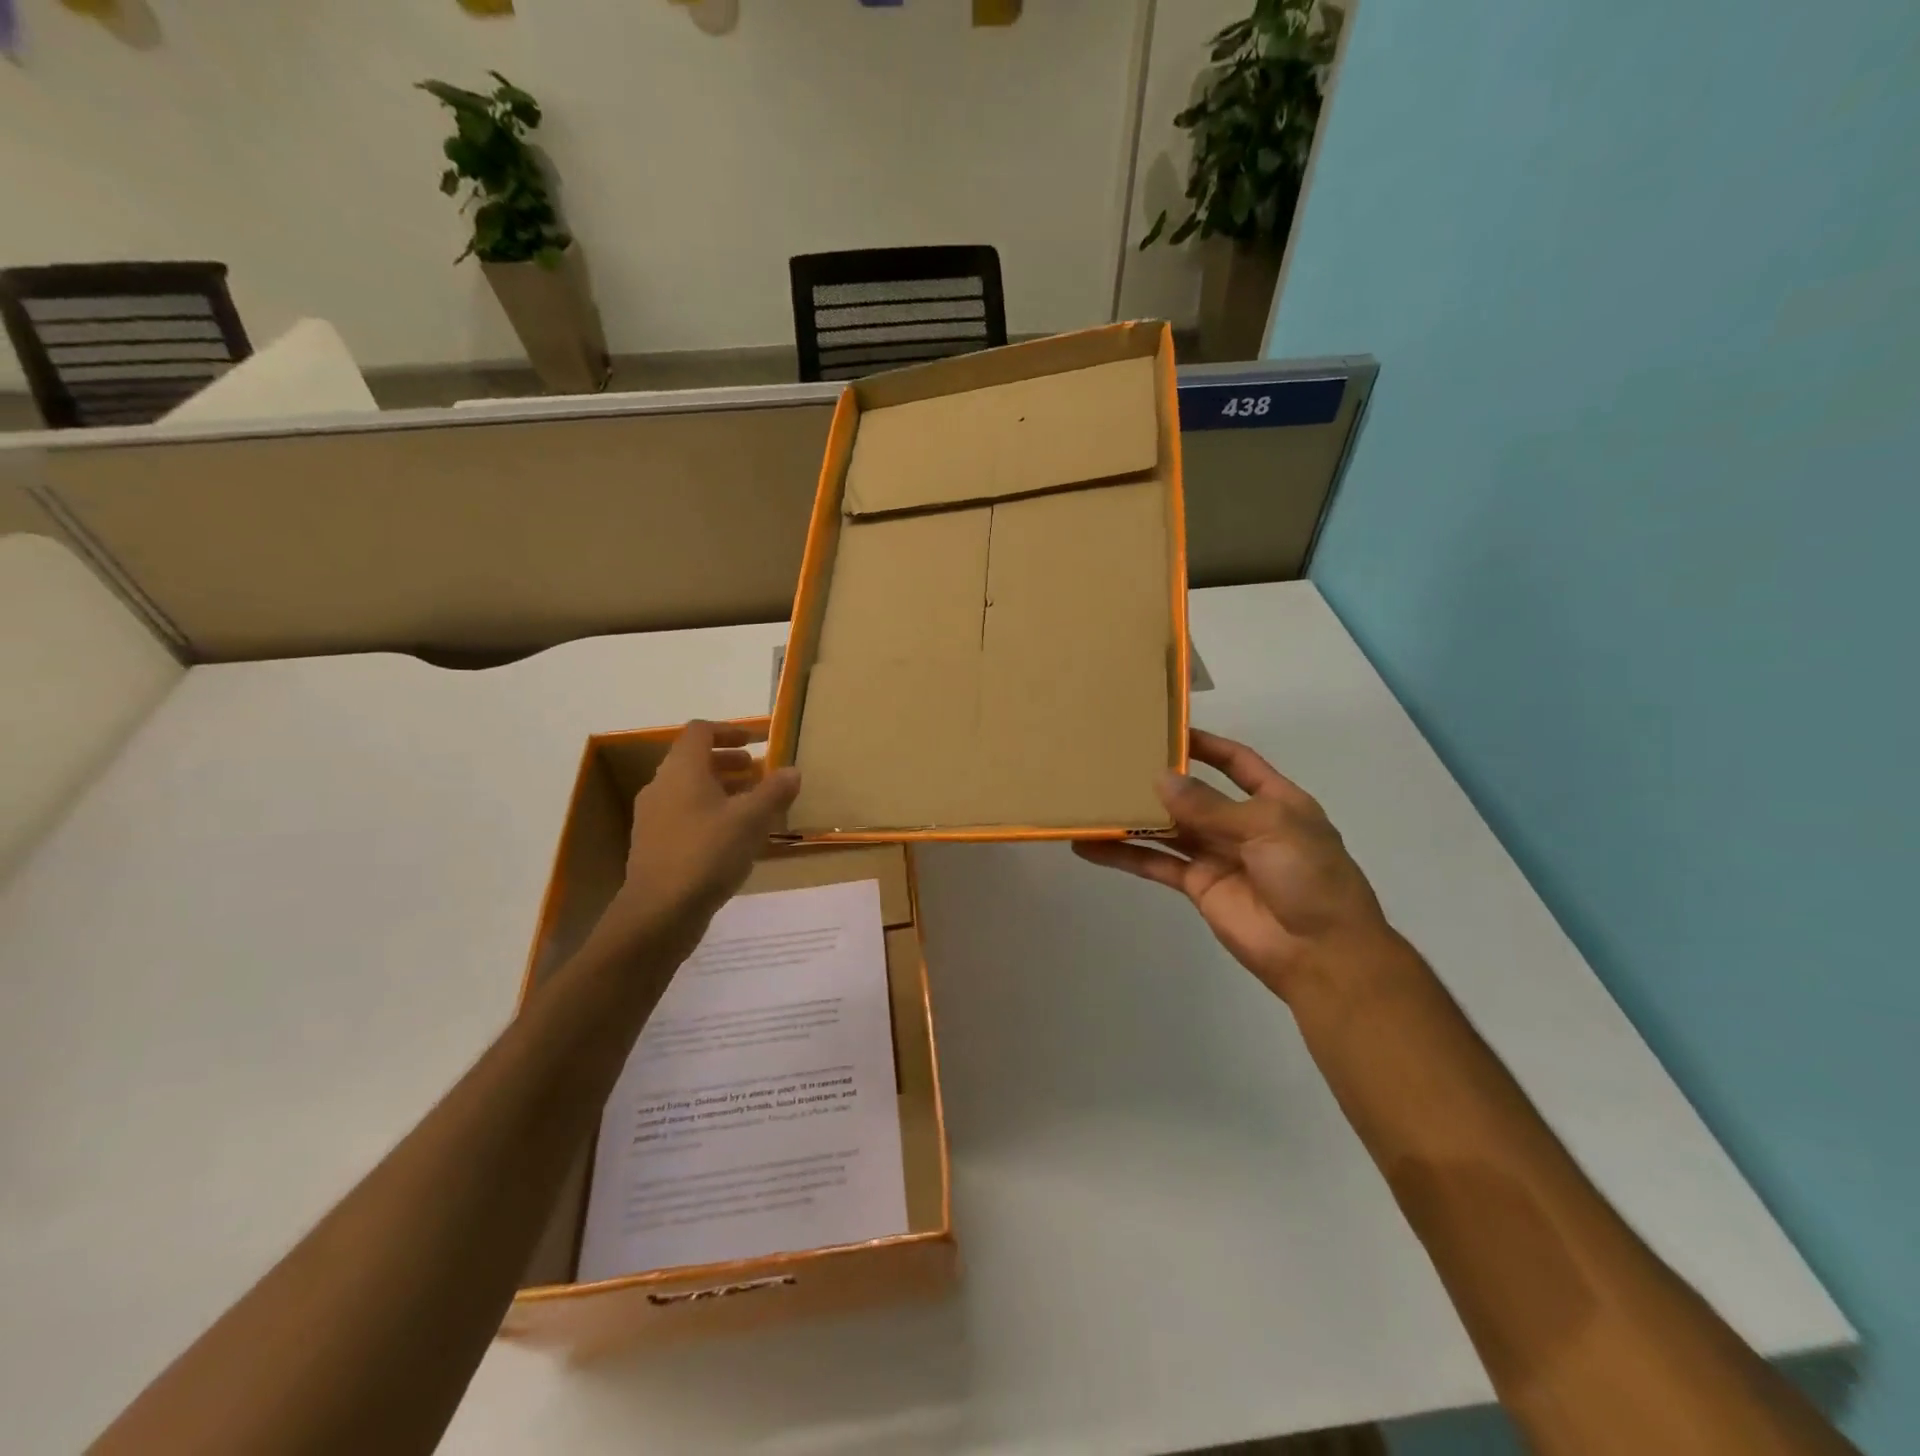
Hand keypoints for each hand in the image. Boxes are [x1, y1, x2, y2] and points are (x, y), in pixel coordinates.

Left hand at [597, 721, 800, 959]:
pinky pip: (685, 815)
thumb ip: (774, 791)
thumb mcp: (751, 820)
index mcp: (682, 770)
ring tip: (752, 804)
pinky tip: (734, 837)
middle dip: (728, 762)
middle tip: (759, 772)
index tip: (757, 741)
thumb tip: (792, 770)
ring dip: (721, 789)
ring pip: (689, 790)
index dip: (729, 730)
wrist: (659, 912)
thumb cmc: (707, 854)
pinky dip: (710, 813)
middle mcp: (662, 786)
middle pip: (694, 760)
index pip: (700, 731)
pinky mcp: (654, 845)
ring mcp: (653, 817)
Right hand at [1074, 728, 1394, 1002]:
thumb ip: (1210, 805)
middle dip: (1161, 779)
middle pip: (1194, 794)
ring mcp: (1217, 855)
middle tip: (1117, 761)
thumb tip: (1159, 779)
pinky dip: (1124, 855)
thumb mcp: (1268, 827)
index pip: (1237, 762)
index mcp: (1274, 801)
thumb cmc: (1309, 876)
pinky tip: (1090, 847)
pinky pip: (1156, 863)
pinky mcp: (1197, 885)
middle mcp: (1242, 824)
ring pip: (1168, 828)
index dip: (1206, 746)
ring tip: (1094, 799)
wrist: (1321, 952)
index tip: (1166, 729)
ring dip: (1135, 817)